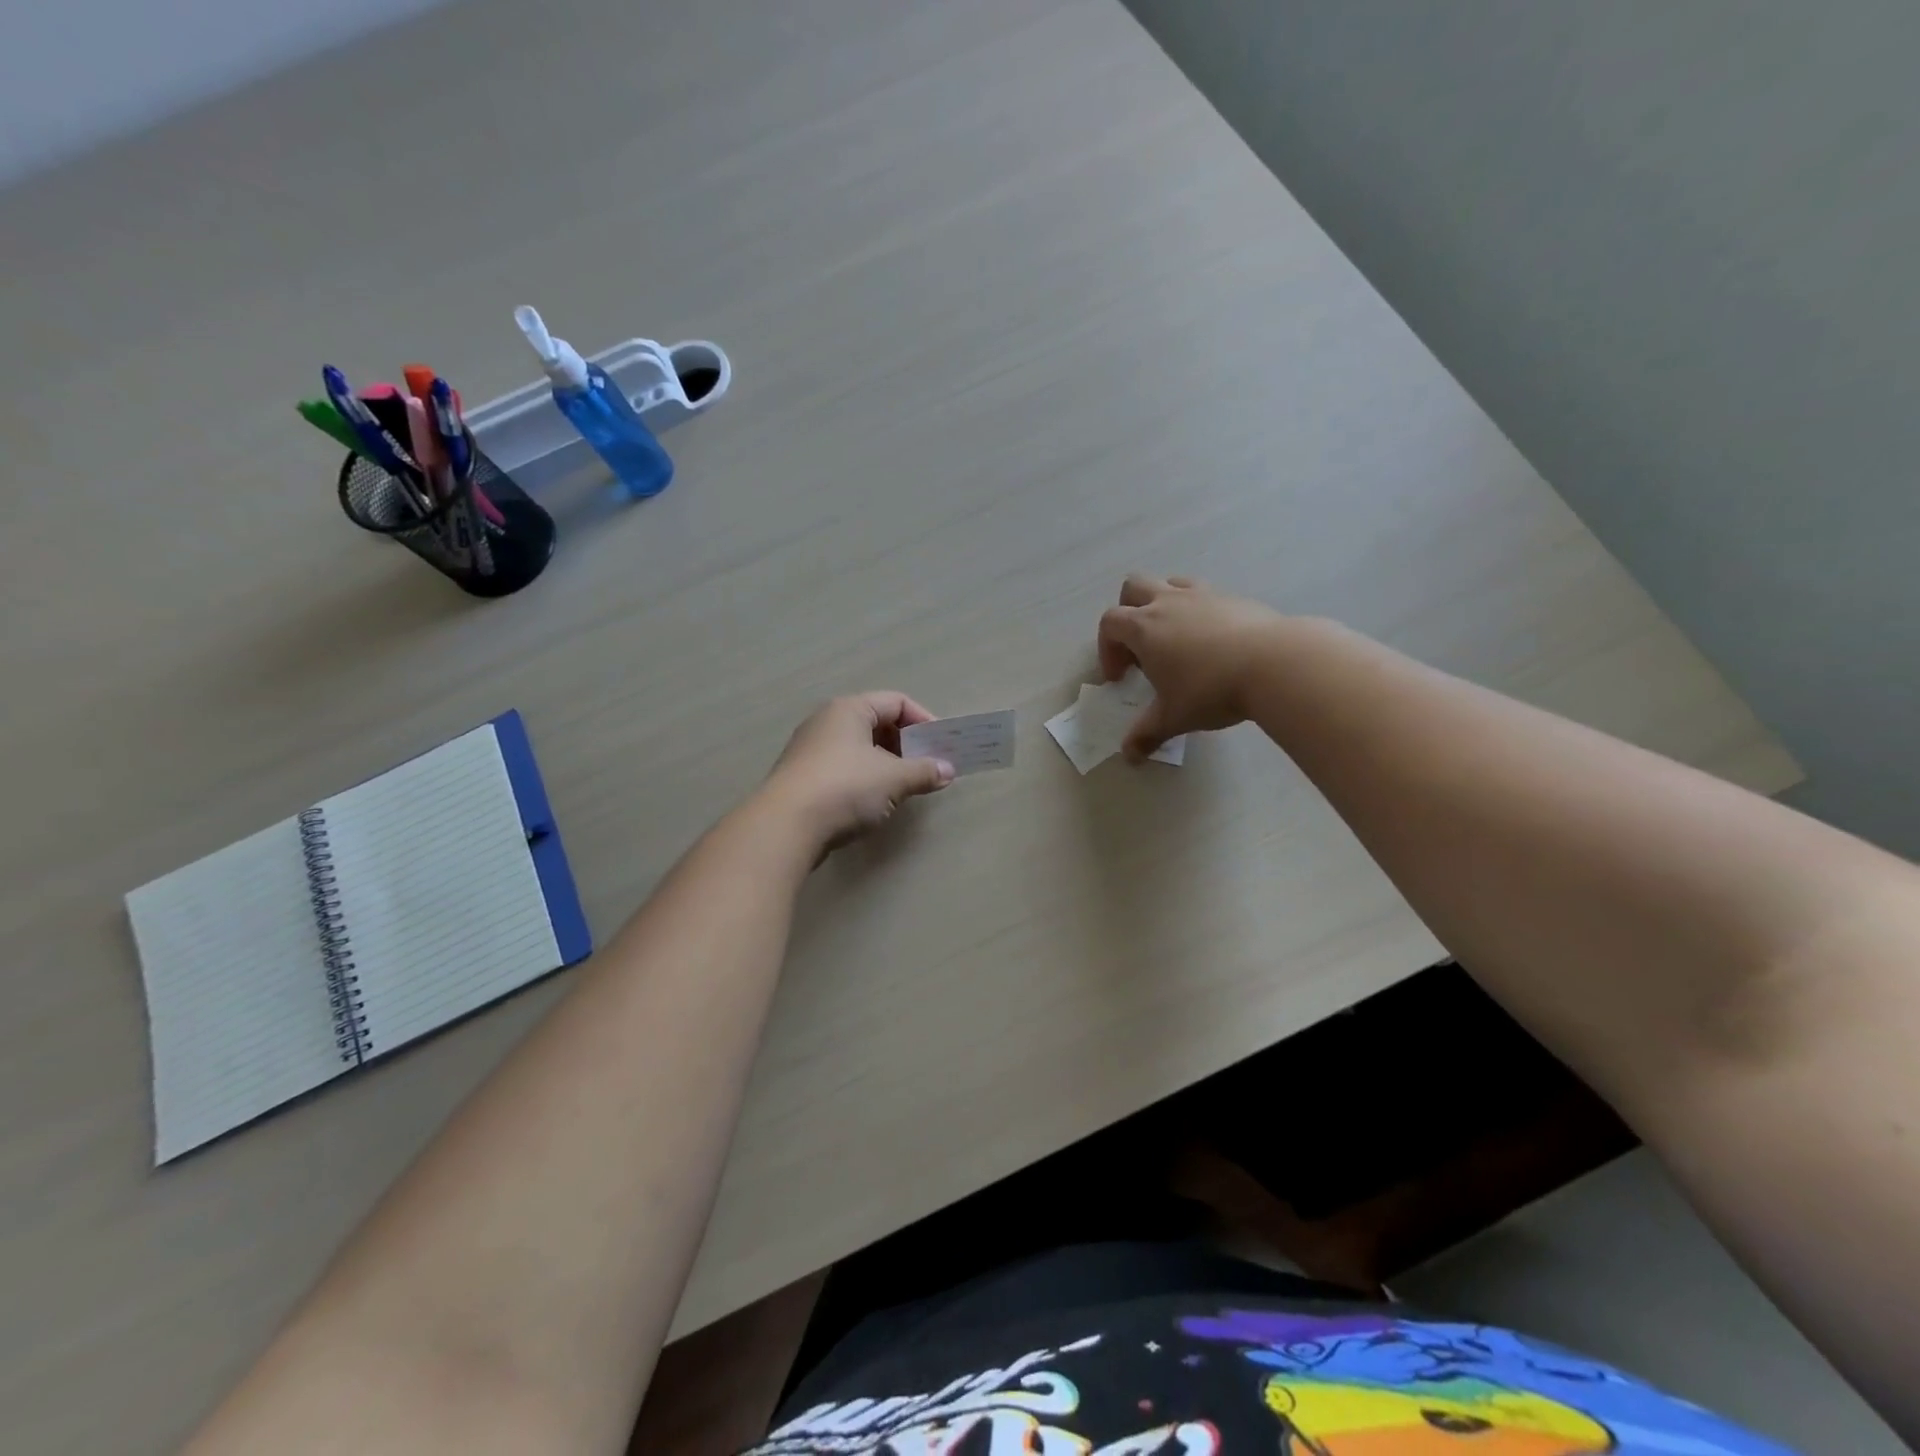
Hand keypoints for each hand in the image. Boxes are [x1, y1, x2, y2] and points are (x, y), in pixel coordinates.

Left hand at [761, 692, 954, 852]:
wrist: (785, 826)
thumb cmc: (845, 788)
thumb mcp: (893, 779)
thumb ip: (923, 771)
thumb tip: (947, 771)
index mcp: (849, 709)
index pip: (896, 702)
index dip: (924, 720)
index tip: (942, 747)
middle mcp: (827, 721)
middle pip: (877, 723)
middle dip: (906, 745)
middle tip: (927, 768)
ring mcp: (811, 750)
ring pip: (859, 748)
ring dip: (887, 764)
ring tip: (904, 787)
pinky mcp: (803, 778)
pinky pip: (843, 769)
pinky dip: (864, 779)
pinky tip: (874, 803)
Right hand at [1097, 574, 1287, 759]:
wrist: (1275, 664)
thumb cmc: (1211, 690)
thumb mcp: (1173, 717)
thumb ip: (1147, 734)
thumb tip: (1129, 757)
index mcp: (1145, 627)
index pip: (1110, 623)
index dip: (1107, 649)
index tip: (1119, 677)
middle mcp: (1169, 602)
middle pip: (1133, 587)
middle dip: (1128, 613)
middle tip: (1140, 647)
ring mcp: (1203, 595)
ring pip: (1171, 583)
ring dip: (1163, 604)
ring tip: (1176, 638)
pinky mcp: (1234, 597)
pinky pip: (1205, 595)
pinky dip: (1199, 612)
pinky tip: (1214, 643)